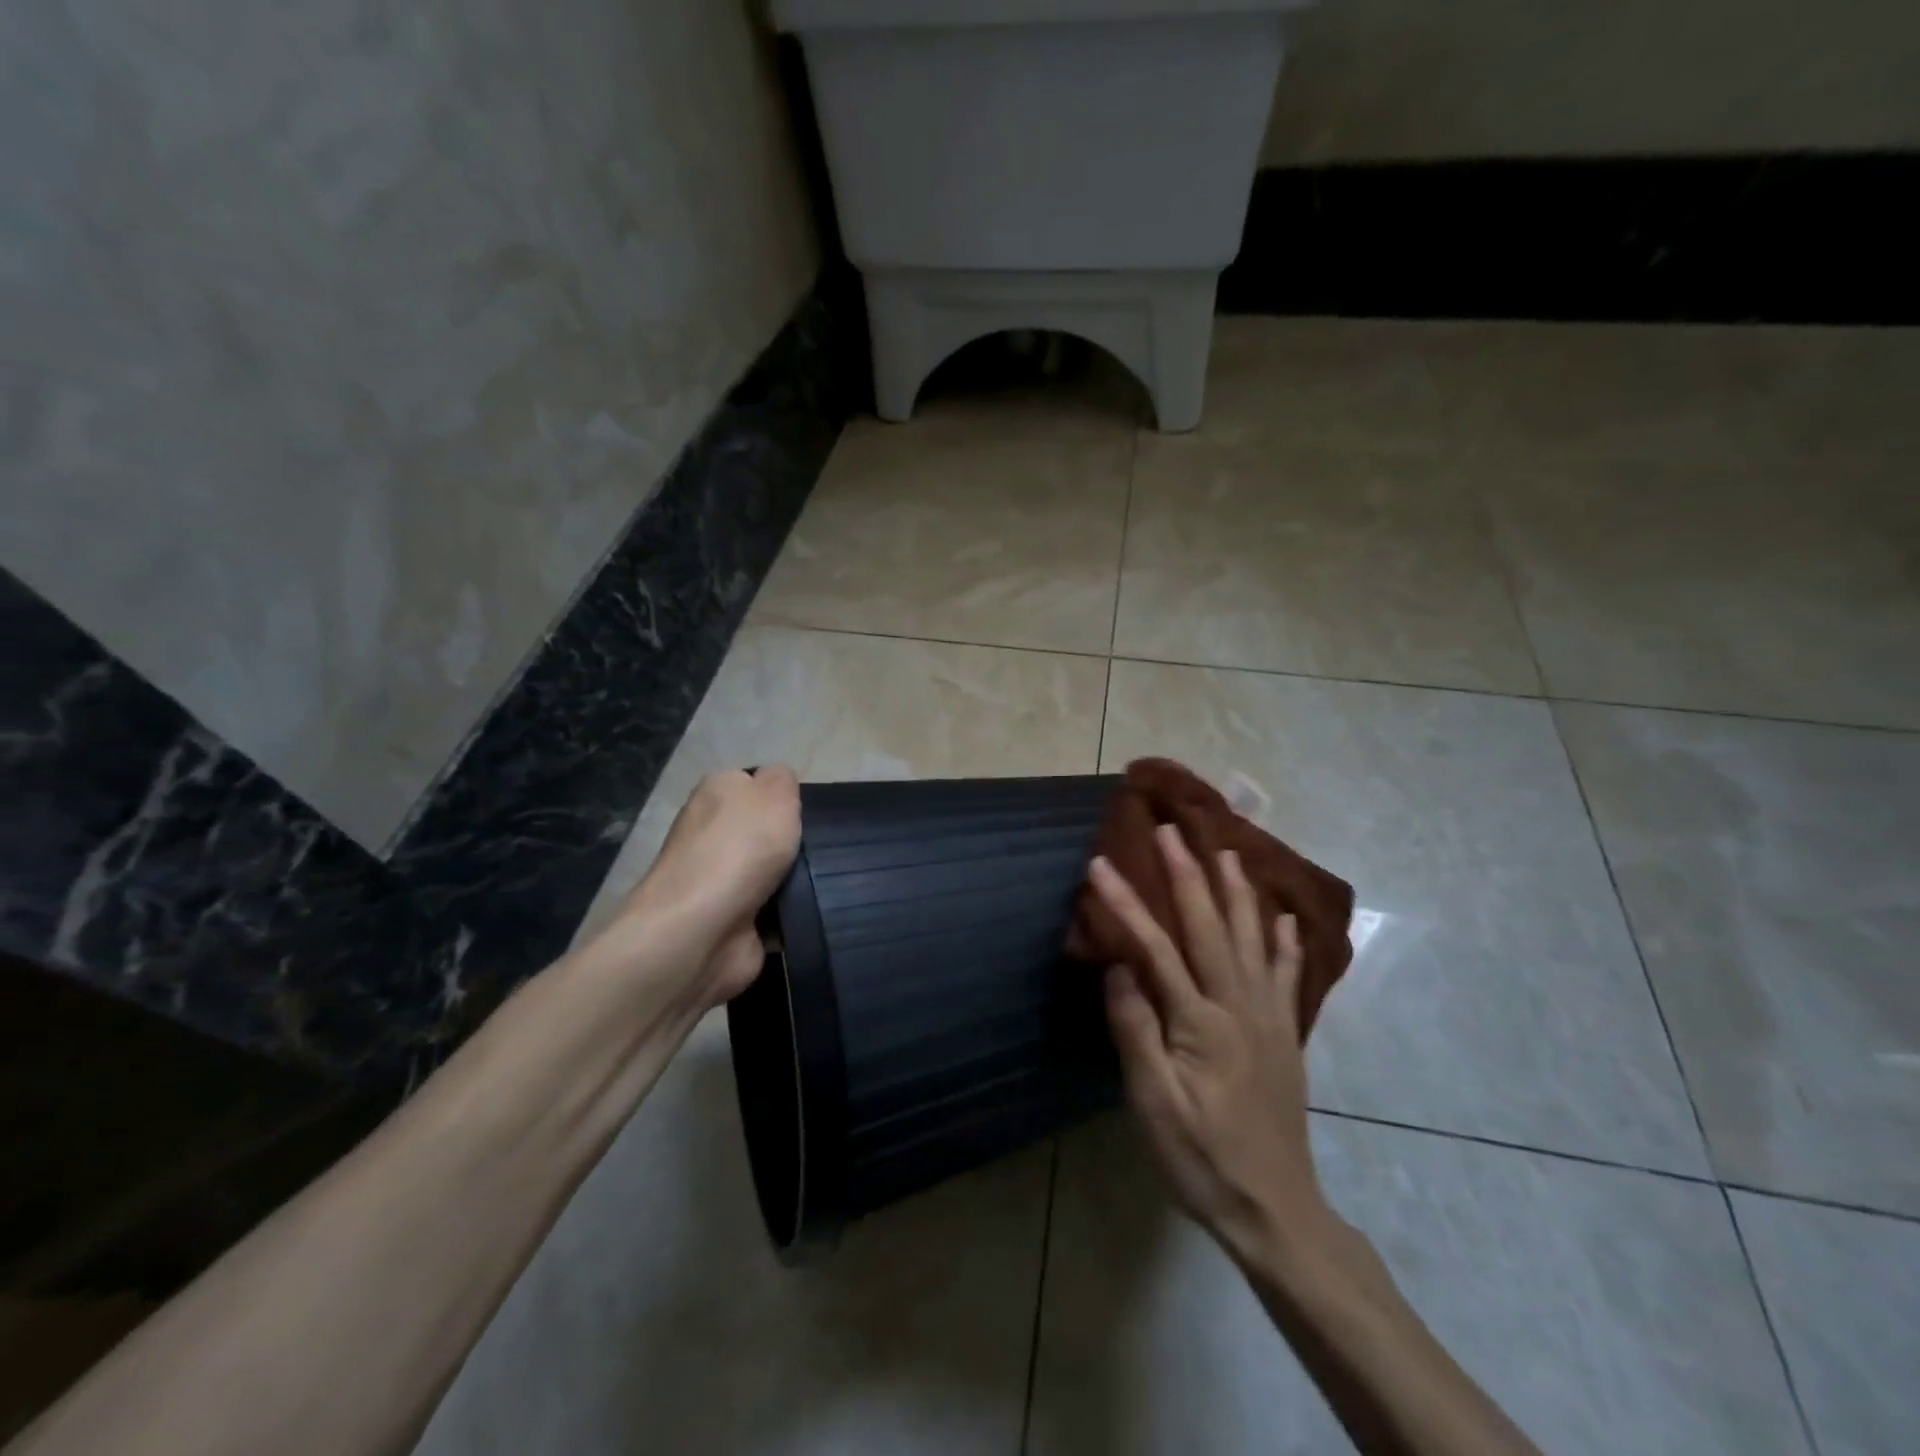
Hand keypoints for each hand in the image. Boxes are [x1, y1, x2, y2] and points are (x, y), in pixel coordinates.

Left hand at [605, 766, 801, 1009]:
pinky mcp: (728, 922)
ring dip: (795, 881)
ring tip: (825, 884)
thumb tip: (778, 783)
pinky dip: (789, 916)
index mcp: (715, 794)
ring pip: (771, 874)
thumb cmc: (740, 849)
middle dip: (792, 843)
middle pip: (764, 832)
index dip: (783, 798)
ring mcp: (716, 881)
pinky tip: (810, 913)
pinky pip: (772, 913)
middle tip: (822, 851)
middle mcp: (710, 834)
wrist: (701, 930)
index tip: (809, 815)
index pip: (754, 786)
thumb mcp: (774, 792)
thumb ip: (782, 779)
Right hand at [1090, 825, 1329, 1266]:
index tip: (1100, 865)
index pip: (1156, 947)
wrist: (1275, 1209)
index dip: (1126, 903)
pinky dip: (1284, 940)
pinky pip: (1287, 974)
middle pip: (1210, 926)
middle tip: (1170, 830)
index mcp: (1200, 1020)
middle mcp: (1238, 1005)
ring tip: (1226, 850)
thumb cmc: (1201, 1158)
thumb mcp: (1153, 1103)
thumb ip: (1136, 1030)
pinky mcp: (1286, 1034)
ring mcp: (1268, 1017)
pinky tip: (1284, 917)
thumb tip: (1120, 966)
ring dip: (1237, 891)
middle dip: (1187, 874)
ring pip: (1252, 938)